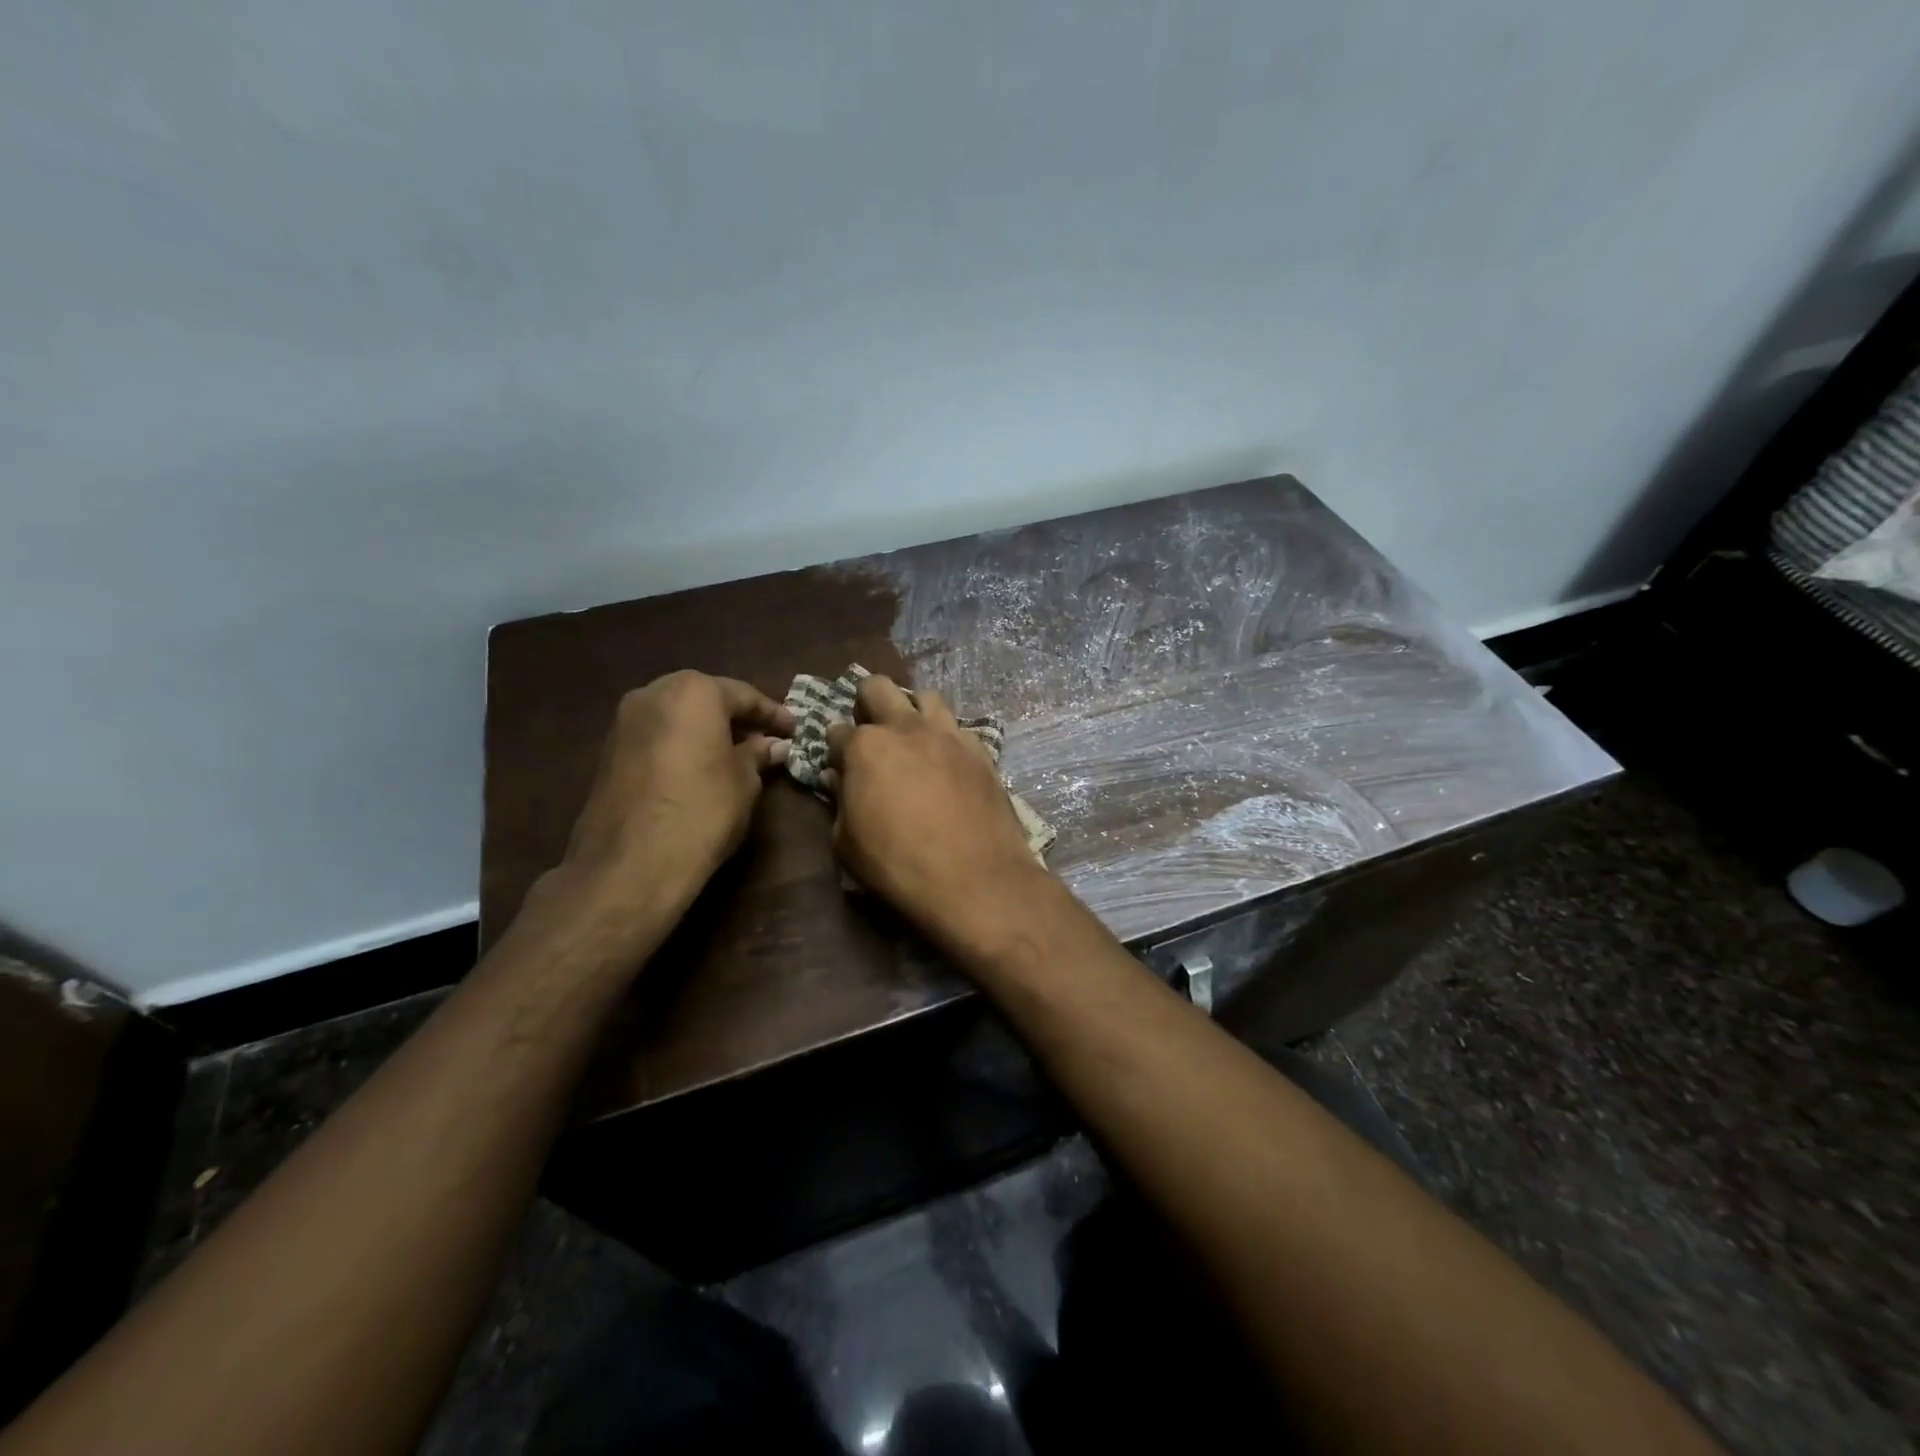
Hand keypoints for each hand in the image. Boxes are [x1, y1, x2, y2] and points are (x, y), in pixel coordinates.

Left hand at [562, 670, 792, 903]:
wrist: (631, 863)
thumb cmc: (703, 809)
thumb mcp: (745, 781)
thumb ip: (759, 754)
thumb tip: (774, 745)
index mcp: (693, 691)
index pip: (743, 694)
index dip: (773, 714)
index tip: (795, 730)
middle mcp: (653, 693)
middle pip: (705, 697)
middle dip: (736, 717)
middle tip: (765, 739)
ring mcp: (625, 721)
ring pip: (678, 715)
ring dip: (707, 730)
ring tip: (735, 755)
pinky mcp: (609, 750)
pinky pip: (657, 735)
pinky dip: (682, 744)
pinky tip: (700, 767)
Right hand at [824, 675, 1052, 953]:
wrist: (975, 879)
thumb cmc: (898, 866)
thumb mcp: (848, 844)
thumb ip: (839, 802)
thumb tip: (838, 778)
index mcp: (865, 747)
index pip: (836, 731)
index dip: (834, 748)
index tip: (839, 764)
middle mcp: (906, 728)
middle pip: (878, 687)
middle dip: (867, 702)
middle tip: (871, 732)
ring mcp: (948, 735)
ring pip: (927, 697)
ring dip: (913, 710)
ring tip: (914, 738)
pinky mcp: (981, 751)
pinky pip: (960, 728)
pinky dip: (949, 737)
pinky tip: (948, 762)